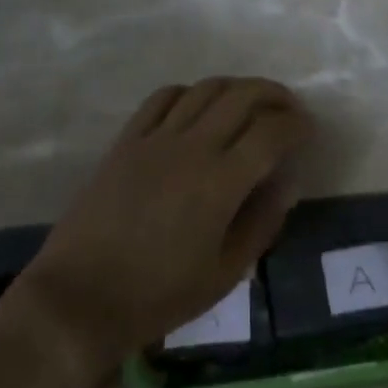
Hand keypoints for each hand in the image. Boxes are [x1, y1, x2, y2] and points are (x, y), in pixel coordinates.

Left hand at [12, 78, 310, 381]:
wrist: (78, 300)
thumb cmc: (157, 297)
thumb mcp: (224, 275)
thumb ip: (261, 224)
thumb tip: (287, 183)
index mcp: (220, 182)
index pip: (272, 132)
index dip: (297, 124)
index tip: (309, 129)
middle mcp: (192, 147)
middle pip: (243, 96)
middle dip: (275, 95)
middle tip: (289, 109)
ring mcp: (155, 138)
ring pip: (206, 89)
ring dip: (237, 87)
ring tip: (251, 103)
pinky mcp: (126, 140)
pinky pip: (163, 97)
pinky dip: (191, 92)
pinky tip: (199, 106)